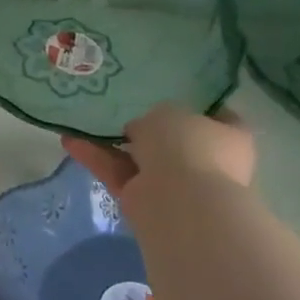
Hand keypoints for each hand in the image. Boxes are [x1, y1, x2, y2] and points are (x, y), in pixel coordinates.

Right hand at [61, 103, 254, 212]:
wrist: (180, 200)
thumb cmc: (187, 145)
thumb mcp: (168, 112)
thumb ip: (154, 118)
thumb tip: (141, 132)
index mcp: (229, 137)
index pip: (221, 118)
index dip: (200, 107)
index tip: (175, 96)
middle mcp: (207, 162)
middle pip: (175, 141)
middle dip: (148, 131)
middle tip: (122, 112)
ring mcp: (178, 185)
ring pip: (140, 159)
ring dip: (112, 145)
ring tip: (81, 125)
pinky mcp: (146, 202)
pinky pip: (119, 174)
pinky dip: (97, 160)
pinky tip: (70, 143)